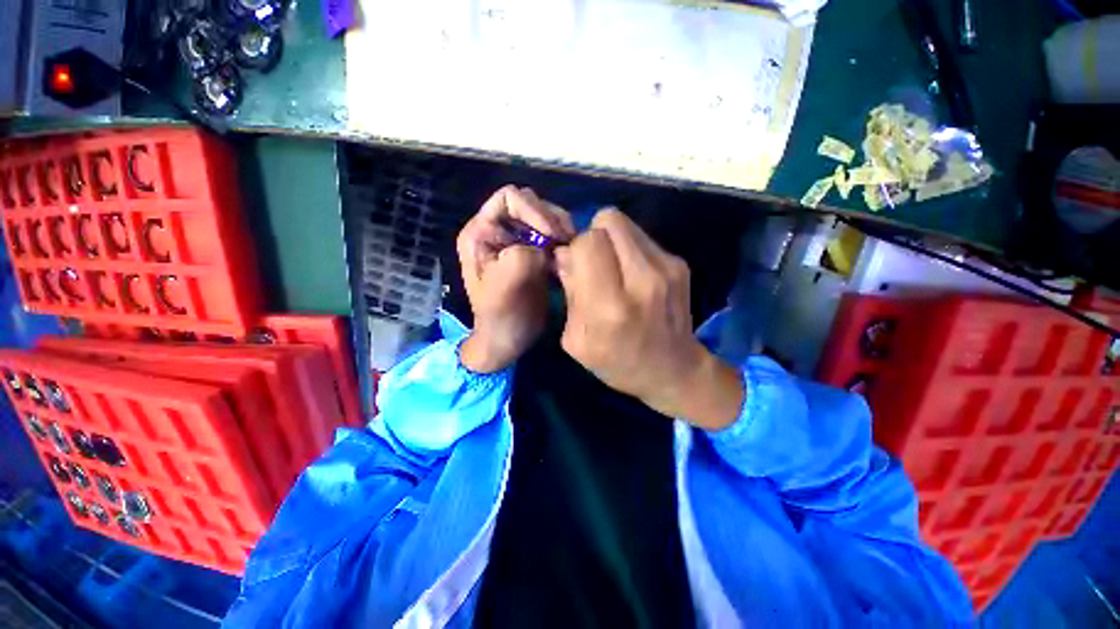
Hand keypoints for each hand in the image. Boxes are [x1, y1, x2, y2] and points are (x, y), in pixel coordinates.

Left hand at [457, 185, 573, 372]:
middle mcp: (499, 231)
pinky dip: (565, 243)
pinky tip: (568, 259)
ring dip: (561, 231)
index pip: (509, 198)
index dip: (534, 210)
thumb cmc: (499, 318)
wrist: (508, 341)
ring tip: (569, 252)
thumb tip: (545, 247)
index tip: (552, 237)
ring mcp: (518, 242)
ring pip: (546, 219)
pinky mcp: (535, 255)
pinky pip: (554, 237)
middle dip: (552, 220)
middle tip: (566, 244)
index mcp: (481, 233)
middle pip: (531, 204)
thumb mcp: (503, 289)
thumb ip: (519, 259)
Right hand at [554, 210, 741, 429]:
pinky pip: (642, 237)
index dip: (577, 249)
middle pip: (609, 220)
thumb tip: (563, 253)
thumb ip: (569, 292)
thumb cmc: (617, 362)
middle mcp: (643, 280)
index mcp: (611, 306)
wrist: (673, 370)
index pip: (588, 242)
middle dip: (593, 235)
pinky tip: (633, 275)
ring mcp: (667, 268)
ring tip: (614, 268)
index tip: (576, 266)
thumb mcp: (577, 340)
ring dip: (612, 240)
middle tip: (594, 262)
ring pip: (626, 224)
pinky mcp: (679, 263)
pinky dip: (630, 249)